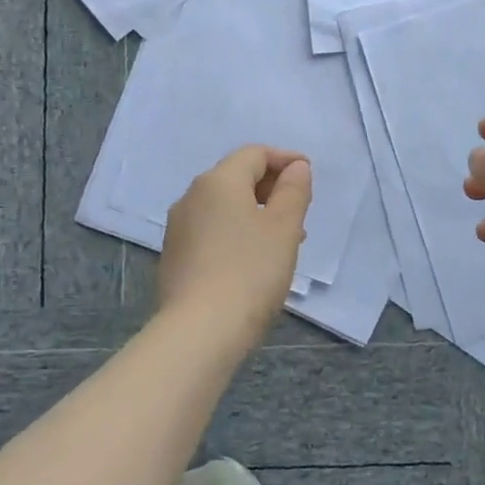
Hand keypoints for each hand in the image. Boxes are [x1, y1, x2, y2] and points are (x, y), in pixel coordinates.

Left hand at [158, 146, 311, 343]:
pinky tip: (253, 260)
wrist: (200, 330)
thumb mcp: (284, 228)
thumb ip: (293, 191)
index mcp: (218, 181)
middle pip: (236, 177)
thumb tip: (296, 167)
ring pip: (223, 206)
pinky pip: (211, 230)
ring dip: (255, 212)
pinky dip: (236, 232)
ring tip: (282, 239)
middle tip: (299, 209)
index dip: (285, 160)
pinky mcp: (175, 256)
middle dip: (270, 187)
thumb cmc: (250, 271)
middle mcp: (192, 196)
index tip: (309, 176)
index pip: (254, 154)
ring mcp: (179, 228)